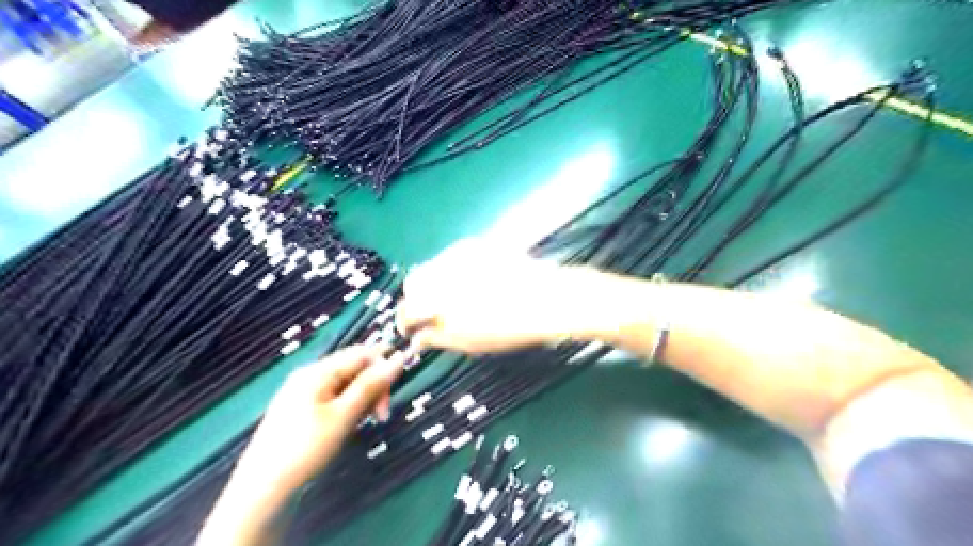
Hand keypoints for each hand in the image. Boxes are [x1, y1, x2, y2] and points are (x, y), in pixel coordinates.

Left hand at [239, 346, 407, 493]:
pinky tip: (348, 426)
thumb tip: (398, 359)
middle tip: (381, 416)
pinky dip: (348, 408)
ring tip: (364, 423)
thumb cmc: (305, 448)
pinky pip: (334, 398)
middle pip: (354, 368)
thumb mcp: (343, 416)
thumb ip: (370, 385)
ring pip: (346, 385)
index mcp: (318, 371)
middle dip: (373, 387)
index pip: (361, 354)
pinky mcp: (301, 409)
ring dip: (362, 399)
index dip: (383, 367)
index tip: (393, 393)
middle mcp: (310, 375)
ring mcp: (303, 392)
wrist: (262, 490)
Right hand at [396, 239, 606, 354]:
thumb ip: (437, 337)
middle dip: (417, 299)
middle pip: (414, 282)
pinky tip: (473, 283)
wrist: (547, 298)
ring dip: (435, 284)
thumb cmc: (508, 326)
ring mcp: (458, 252)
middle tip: (433, 315)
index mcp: (436, 297)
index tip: (411, 331)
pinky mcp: (475, 244)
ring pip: (433, 267)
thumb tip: (419, 336)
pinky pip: (452, 258)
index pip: (406, 308)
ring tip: (457, 299)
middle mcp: (441, 269)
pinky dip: (453, 271)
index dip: (405, 322)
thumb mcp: (468, 341)